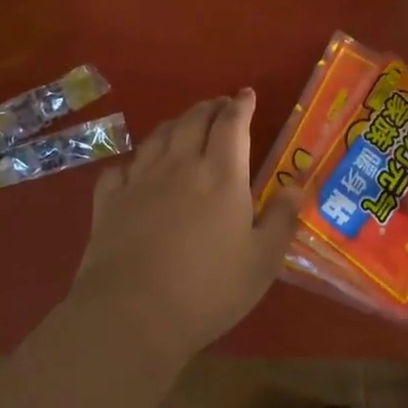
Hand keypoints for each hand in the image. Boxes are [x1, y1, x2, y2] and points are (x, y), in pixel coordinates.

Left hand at [67, 90, 302, 361]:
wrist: (132, 313)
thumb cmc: (207, 290)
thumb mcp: (261, 262)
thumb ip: (281, 219)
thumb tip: (297, 185)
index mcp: (221, 174)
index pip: (232, 124)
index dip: (240, 105)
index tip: (246, 95)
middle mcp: (180, 165)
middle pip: (194, 120)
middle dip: (210, 107)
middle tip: (220, 106)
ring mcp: (140, 179)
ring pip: (158, 136)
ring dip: (175, 124)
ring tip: (183, 125)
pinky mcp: (110, 200)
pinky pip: (121, 168)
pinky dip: (132, 162)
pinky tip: (135, 169)